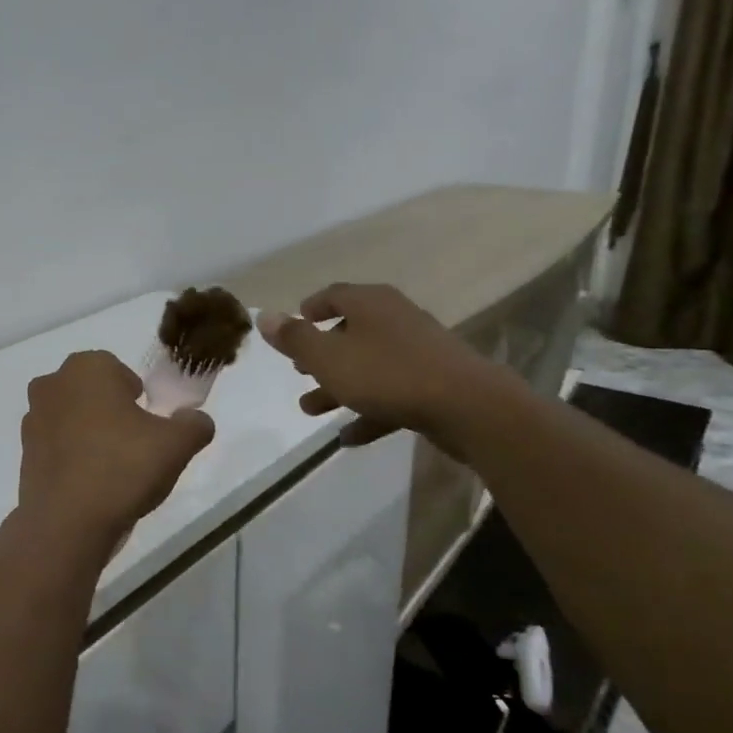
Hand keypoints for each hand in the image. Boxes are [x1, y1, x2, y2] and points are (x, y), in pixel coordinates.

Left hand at [17, 350, 215, 551]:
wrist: (67, 522)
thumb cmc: (123, 467)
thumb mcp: (176, 445)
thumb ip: (194, 424)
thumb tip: (195, 420)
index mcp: (87, 368)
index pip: (118, 370)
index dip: (137, 396)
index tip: (148, 424)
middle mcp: (53, 384)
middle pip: (92, 392)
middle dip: (112, 412)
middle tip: (135, 445)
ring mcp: (33, 418)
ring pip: (73, 418)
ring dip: (90, 434)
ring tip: (113, 469)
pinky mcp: (24, 452)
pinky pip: (57, 446)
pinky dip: (73, 457)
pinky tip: (91, 484)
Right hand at [256, 283, 515, 451]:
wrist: (469, 407)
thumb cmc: (387, 374)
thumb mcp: (327, 357)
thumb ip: (294, 338)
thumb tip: (263, 315)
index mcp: (370, 304)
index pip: (334, 294)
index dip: (311, 308)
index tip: (295, 324)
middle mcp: (395, 319)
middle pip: (350, 331)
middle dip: (321, 353)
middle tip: (300, 370)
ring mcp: (419, 351)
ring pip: (368, 366)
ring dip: (338, 386)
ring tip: (311, 409)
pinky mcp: (434, 383)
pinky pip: (392, 394)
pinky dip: (369, 411)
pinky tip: (349, 438)